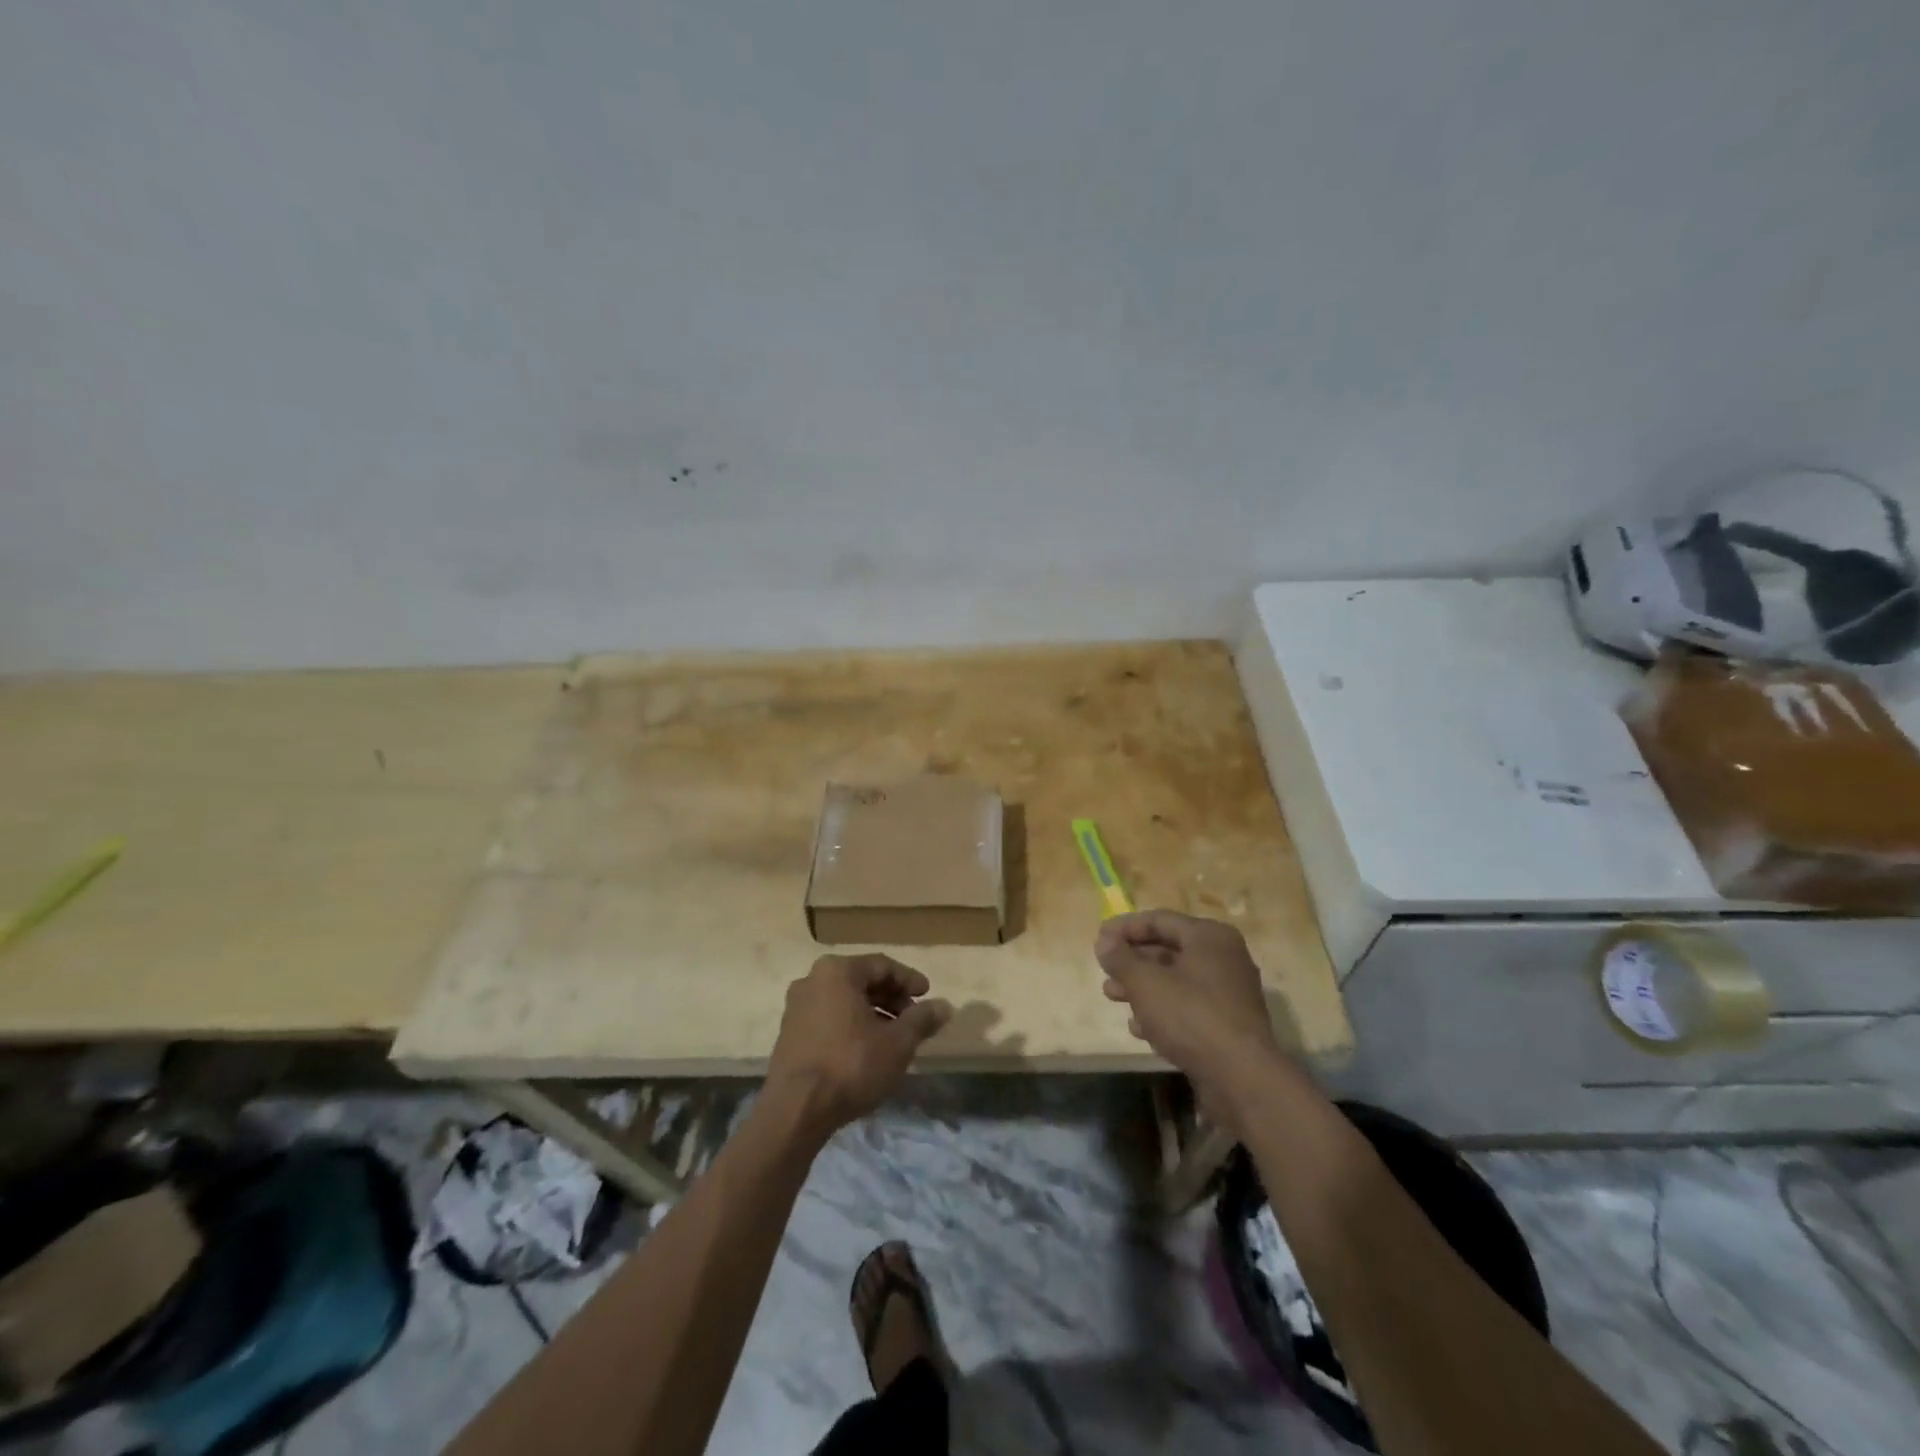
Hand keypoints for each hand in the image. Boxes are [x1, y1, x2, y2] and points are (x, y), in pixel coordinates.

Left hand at [765, 954, 950, 1134]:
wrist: (795, 1110)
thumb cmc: (851, 1065)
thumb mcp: (897, 1043)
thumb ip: (922, 1019)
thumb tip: (944, 1006)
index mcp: (837, 971)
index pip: (883, 965)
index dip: (909, 980)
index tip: (928, 996)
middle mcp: (812, 979)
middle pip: (861, 980)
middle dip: (891, 997)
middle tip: (913, 1018)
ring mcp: (796, 1006)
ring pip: (844, 1000)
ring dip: (872, 1013)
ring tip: (893, 1037)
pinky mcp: (789, 1033)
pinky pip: (828, 1017)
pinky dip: (851, 1025)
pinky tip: (866, 1049)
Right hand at [1097, 911, 1280, 1121]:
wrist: (1241, 1078)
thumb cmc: (1191, 1016)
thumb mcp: (1145, 982)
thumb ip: (1120, 958)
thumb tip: (1104, 940)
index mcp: (1209, 937)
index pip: (1159, 920)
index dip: (1125, 928)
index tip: (1099, 939)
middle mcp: (1224, 958)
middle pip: (1168, 950)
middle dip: (1132, 960)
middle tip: (1104, 970)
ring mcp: (1229, 993)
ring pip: (1176, 981)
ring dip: (1142, 987)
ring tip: (1112, 996)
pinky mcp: (1228, 1025)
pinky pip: (1188, 1008)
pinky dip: (1162, 1011)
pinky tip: (1139, 1028)